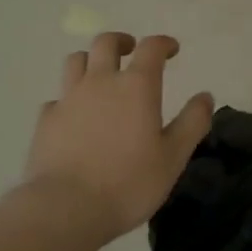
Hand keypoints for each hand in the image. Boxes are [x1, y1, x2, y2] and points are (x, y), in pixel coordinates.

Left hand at [24, 33, 213, 243]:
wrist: (65, 208)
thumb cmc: (128, 183)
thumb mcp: (173, 157)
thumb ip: (192, 123)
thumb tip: (205, 96)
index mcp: (137, 86)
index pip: (151, 48)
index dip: (163, 43)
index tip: (171, 49)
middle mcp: (101, 82)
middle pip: (106, 43)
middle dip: (122, 41)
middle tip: (131, 52)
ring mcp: (69, 99)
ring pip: (76, 61)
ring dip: (90, 60)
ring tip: (100, 75)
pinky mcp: (46, 120)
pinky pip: (57, 98)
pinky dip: (68, 99)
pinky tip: (73, 115)